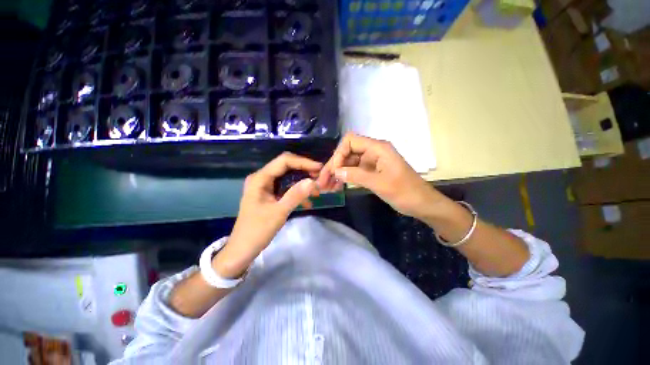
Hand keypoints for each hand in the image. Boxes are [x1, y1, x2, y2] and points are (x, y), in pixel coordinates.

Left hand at [214, 152, 320, 277]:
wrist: (242, 249)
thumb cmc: (257, 231)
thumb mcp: (279, 213)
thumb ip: (296, 195)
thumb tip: (313, 181)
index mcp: (260, 178)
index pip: (284, 161)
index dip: (303, 162)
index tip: (319, 169)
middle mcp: (262, 178)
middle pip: (286, 166)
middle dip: (304, 171)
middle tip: (320, 178)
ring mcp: (265, 186)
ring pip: (288, 177)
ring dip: (302, 182)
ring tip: (317, 190)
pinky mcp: (269, 194)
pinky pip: (286, 187)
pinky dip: (297, 192)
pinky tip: (308, 202)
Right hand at [317, 133, 441, 218]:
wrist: (422, 204)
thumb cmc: (405, 192)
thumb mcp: (380, 184)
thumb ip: (356, 176)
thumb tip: (336, 171)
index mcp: (378, 148)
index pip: (351, 141)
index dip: (339, 153)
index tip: (335, 171)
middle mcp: (373, 152)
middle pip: (347, 153)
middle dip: (334, 166)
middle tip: (322, 182)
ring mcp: (372, 162)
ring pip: (349, 163)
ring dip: (338, 173)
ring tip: (327, 187)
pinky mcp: (372, 171)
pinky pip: (354, 171)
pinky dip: (345, 178)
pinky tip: (337, 186)